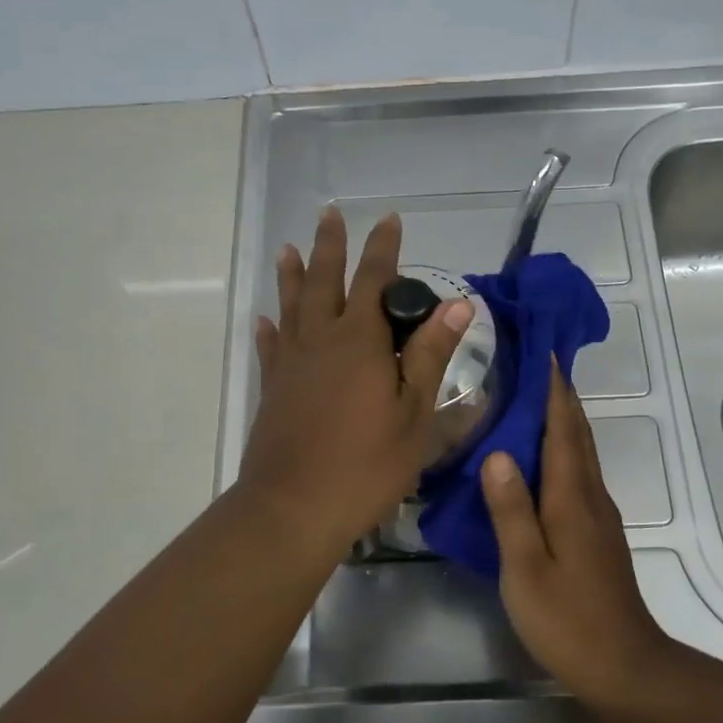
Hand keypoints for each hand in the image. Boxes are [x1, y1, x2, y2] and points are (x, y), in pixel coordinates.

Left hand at [238, 206, 472, 556]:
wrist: (294, 507)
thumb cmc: (366, 465)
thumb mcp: (414, 415)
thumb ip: (430, 356)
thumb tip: (456, 305)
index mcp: (361, 342)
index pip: (375, 281)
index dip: (383, 248)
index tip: (389, 220)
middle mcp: (321, 340)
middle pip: (325, 280)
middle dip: (330, 246)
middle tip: (330, 214)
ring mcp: (291, 364)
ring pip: (292, 306)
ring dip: (292, 274)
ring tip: (289, 248)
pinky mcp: (271, 388)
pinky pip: (270, 347)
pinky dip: (270, 328)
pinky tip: (266, 318)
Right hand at [480, 365, 675, 707]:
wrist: (624, 666)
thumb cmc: (567, 619)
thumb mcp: (525, 568)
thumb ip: (510, 510)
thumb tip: (497, 452)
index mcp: (571, 498)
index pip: (562, 429)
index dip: (554, 390)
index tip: (543, 351)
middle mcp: (590, 497)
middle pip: (577, 434)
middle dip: (561, 395)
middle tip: (537, 362)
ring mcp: (598, 515)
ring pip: (581, 452)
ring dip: (564, 419)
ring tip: (536, 397)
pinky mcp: (597, 533)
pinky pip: (579, 473)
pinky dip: (564, 448)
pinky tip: (544, 457)